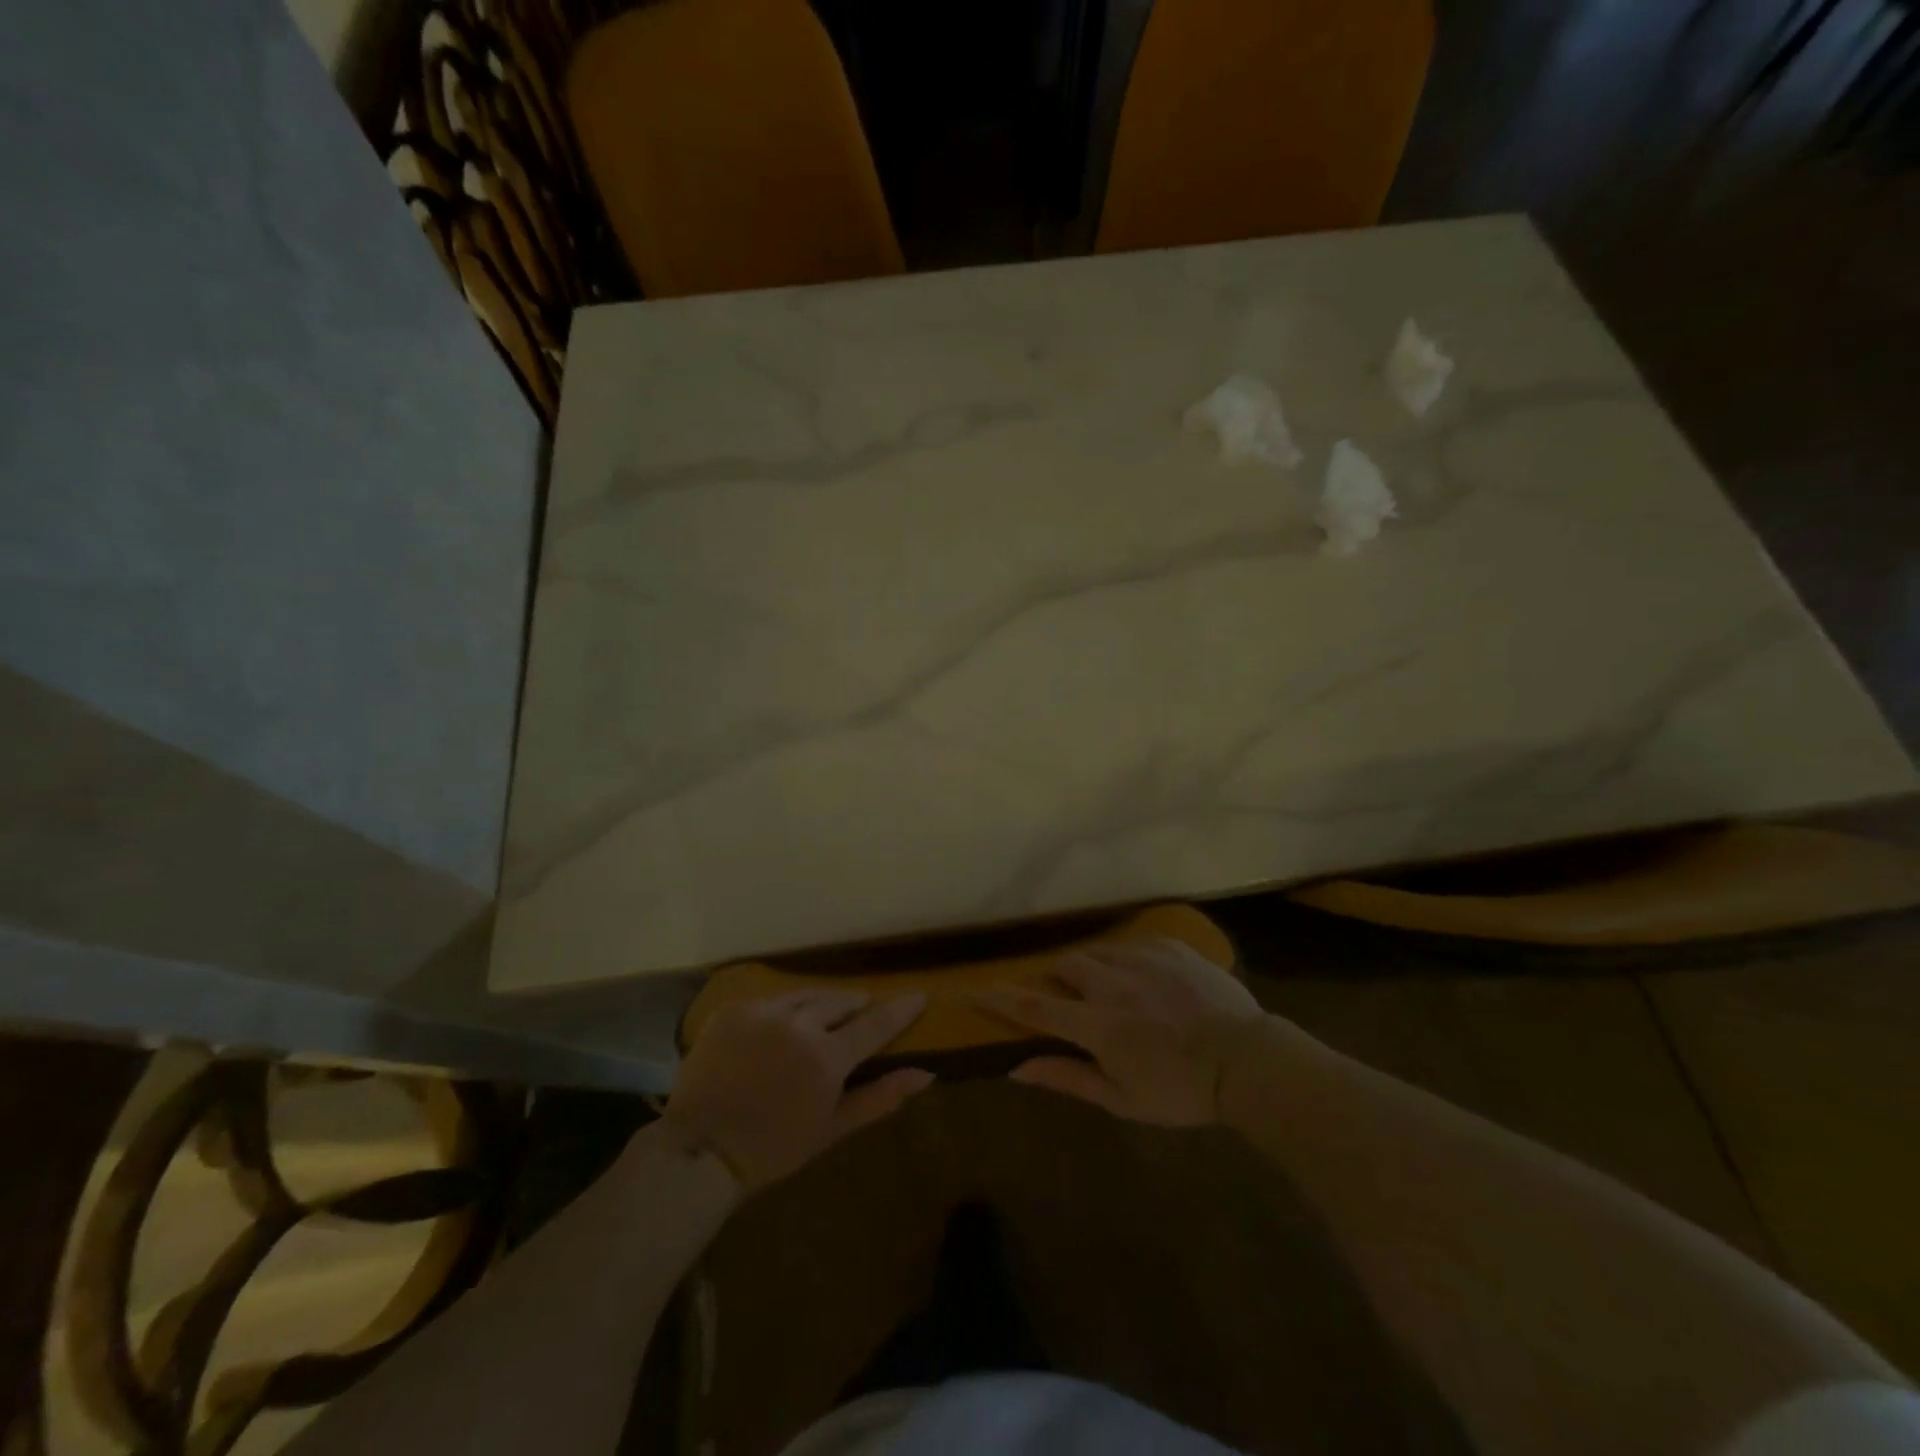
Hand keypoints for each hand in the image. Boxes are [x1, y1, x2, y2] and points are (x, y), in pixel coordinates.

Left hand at [664, 990, 932, 1192]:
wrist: (700, 1150)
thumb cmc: (773, 1148)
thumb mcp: (832, 1129)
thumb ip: (880, 1097)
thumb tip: (926, 1074)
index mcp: (827, 1057)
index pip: (875, 1024)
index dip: (900, 1009)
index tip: (919, 996)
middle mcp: (799, 1024)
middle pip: (841, 1001)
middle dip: (856, 1005)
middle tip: (862, 1012)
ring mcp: (763, 1013)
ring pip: (807, 994)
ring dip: (823, 1001)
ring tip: (827, 1012)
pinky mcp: (734, 1010)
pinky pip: (771, 1000)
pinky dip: (785, 1009)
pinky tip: (782, 1025)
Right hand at [973, 939, 1267, 1126]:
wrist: (1248, 1061)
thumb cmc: (1182, 1092)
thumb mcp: (1122, 1100)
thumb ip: (1068, 1077)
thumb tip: (1018, 1068)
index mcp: (1096, 1023)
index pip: (1034, 1005)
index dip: (999, 998)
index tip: (972, 989)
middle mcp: (1112, 982)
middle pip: (1066, 966)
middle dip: (1058, 979)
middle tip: (1071, 999)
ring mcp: (1142, 959)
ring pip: (1099, 952)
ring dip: (1092, 968)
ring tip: (1110, 988)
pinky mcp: (1170, 947)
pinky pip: (1134, 945)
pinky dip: (1128, 961)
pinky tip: (1147, 982)